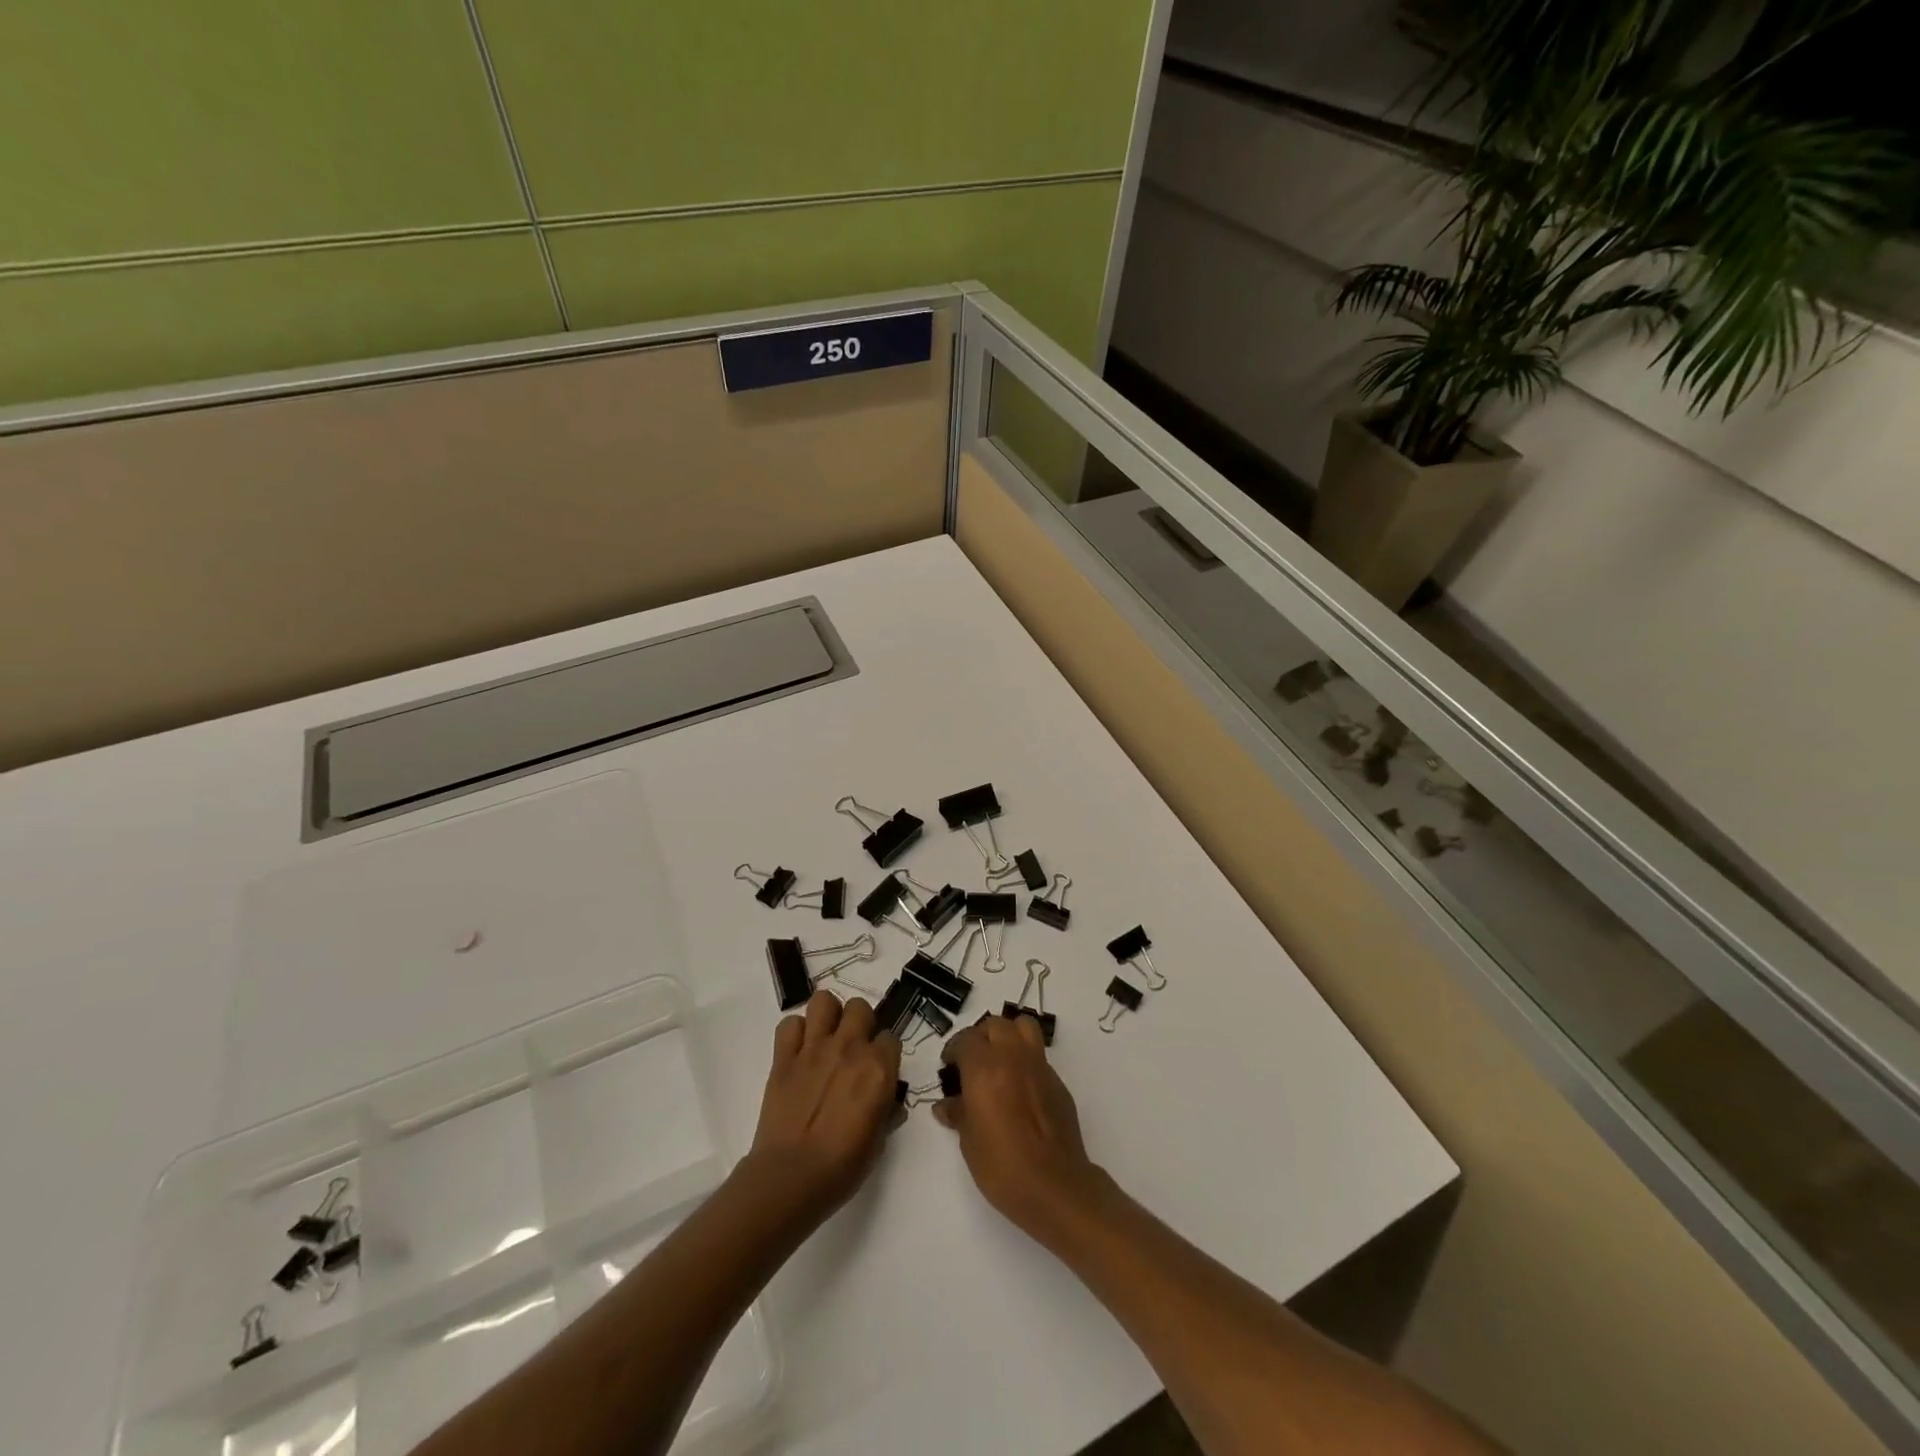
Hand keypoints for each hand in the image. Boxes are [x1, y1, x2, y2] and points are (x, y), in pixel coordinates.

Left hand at [743, 989, 901, 1226]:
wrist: (790, 1177)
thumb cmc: (842, 1167)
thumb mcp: (879, 1142)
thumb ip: (887, 1111)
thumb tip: (890, 1102)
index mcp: (878, 1068)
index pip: (891, 1038)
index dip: (885, 1053)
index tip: (879, 1069)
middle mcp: (849, 1048)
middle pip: (860, 1007)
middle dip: (860, 1023)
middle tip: (853, 1048)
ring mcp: (814, 1048)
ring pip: (824, 1001)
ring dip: (828, 1015)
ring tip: (826, 1038)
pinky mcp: (784, 1057)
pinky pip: (789, 1024)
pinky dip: (795, 1032)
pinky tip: (799, 1051)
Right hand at [935, 1014, 1106, 1241]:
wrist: (1054, 1185)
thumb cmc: (1002, 1165)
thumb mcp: (969, 1141)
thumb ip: (958, 1113)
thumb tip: (946, 1105)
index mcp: (985, 1067)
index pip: (966, 1040)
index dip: (954, 1050)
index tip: (949, 1067)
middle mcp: (1013, 1056)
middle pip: (995, 1025)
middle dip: (980, 1037)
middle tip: (971, 1062)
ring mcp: (1039, 1066)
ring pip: (1022, 1027)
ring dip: (1007, 1035)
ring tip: (998, 1060)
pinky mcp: (1057, 1081)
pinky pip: (1038, 1054)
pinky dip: (1025, 1058)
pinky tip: (1018, 1087)